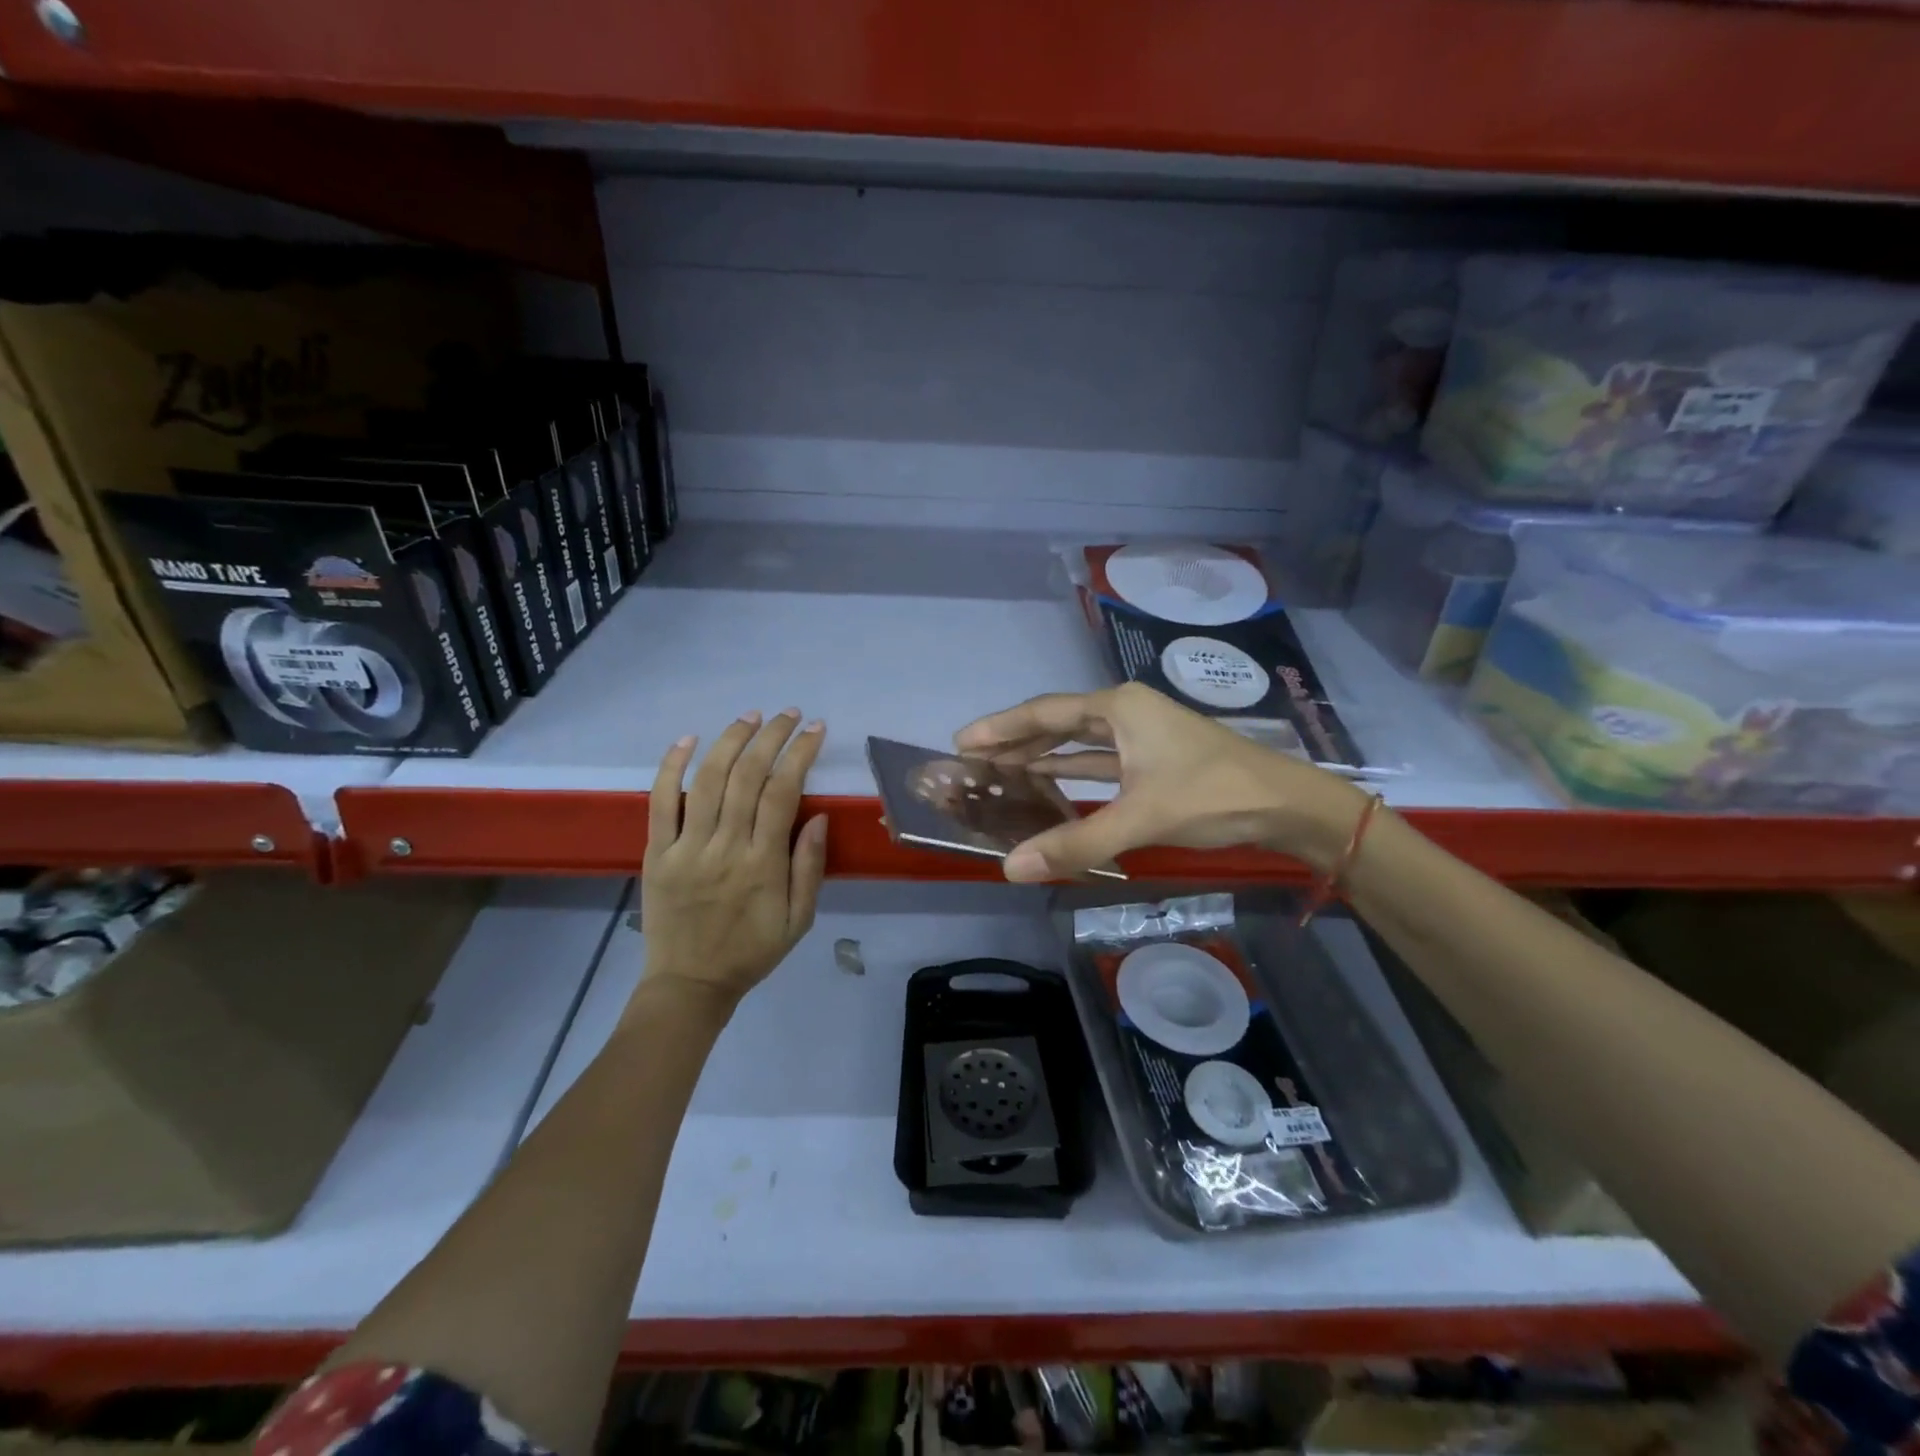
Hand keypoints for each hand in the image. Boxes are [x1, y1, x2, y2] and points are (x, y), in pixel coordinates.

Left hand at [639, 709, 828, 1008]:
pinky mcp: (657, 853)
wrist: (690, 985)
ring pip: (708, 780)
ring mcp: (687, 848)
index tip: (815, 730)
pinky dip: (671, 767)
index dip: (800, 755)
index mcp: (763, 864)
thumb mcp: (799, 920)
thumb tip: (817, 816)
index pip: (783, 793)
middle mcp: (725, 847)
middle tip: (787, 714)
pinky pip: (660, 802)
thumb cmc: (752, 951)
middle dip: (771, 737)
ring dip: (731, 741)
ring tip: (750, 717)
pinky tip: (688, 739)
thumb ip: (809, 867)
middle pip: (747, 777)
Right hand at [954, 682, 1363, 880]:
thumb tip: (1011, 867)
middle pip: (1057, 723)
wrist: (1286, 804)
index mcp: (1119, 707)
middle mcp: (1126, 712)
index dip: (1001, 727)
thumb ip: (1077, 843)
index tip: (962, 741)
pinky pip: (1098, 761)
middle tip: (972, 760)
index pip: (1045, 713)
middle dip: (1016, 740)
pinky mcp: (1152, 759)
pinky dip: (1071, 772)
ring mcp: (1141, 735)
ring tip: (999, 771)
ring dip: (1041, 756)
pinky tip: (1047, 783)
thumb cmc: (1213, 795)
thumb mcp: (1142, 818)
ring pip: (1078, 742)